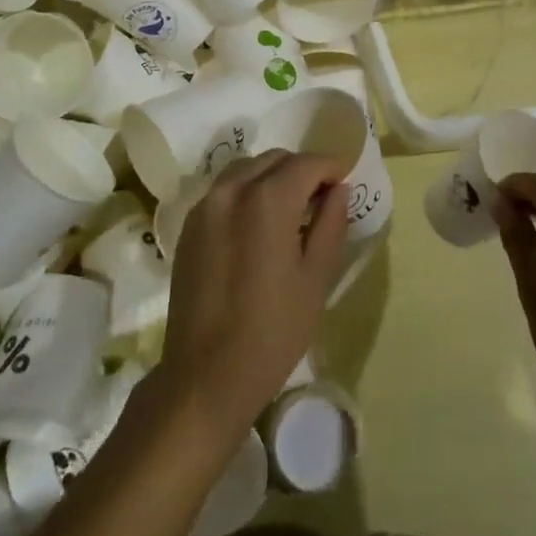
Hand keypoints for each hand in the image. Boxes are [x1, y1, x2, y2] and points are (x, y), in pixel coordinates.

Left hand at [160, 150, 349, 437]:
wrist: (205, 376)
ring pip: (247, 169)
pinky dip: (247, 191)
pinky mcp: (189, 226)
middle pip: (275, 159)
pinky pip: (224, 190)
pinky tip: (258, 224)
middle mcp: (232, 190)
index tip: (345, 182)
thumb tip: (338, 189)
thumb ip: (330, 223)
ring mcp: (205, 206)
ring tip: (290, 209)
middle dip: (303, 170)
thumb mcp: (316, 277)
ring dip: (273, 176)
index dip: (332, 167)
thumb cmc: (272, 331)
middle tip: (322, 198)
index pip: (308, 163)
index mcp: (268, 199)